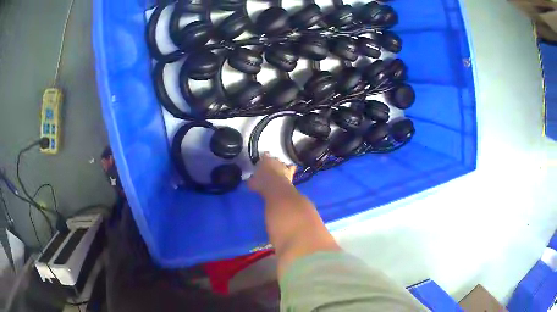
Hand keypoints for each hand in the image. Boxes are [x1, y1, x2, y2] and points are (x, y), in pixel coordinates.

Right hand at [248, 152, 296, 194]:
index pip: (264, 155)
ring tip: (278, 171)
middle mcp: (275, 160)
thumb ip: (251, 179)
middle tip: (269, 169)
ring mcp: (283, 165)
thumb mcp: (252, 183)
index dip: (263, 158)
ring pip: (282, 162)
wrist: (276, 189)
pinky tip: (290, 170)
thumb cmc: (262, 184)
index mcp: (264, 160)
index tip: (261, 163)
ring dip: (280, 166)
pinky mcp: (290, 171)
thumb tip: (251, 179)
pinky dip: (290, 168)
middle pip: (274, 158)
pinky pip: (291, 167)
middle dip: (272, 162)